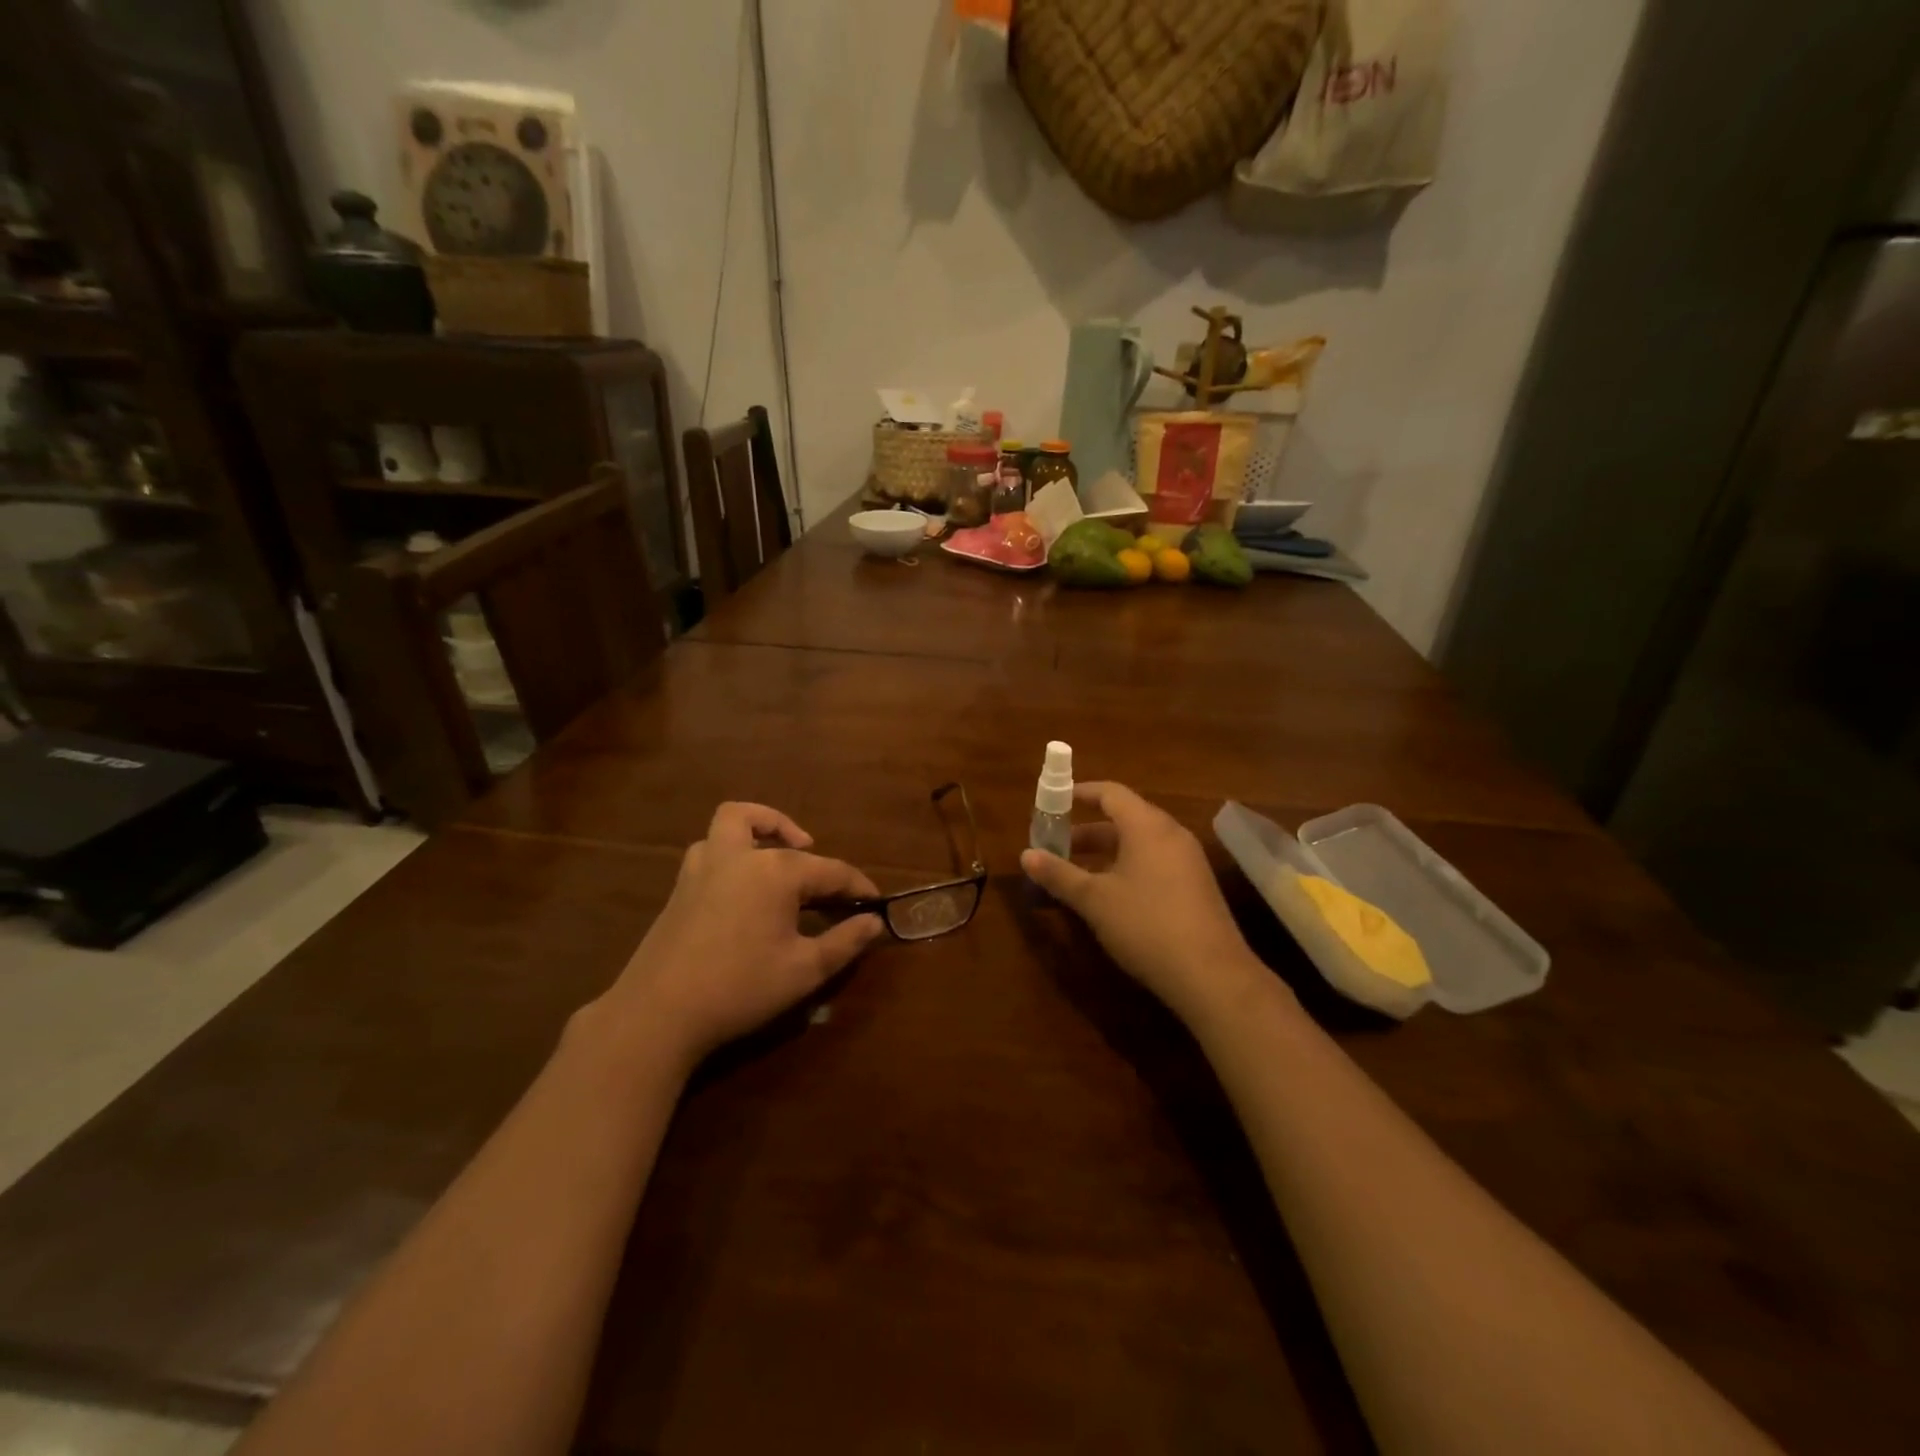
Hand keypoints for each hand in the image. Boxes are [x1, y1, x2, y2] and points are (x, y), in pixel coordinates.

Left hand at [599, 803, 884, 1067]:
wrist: (659, 1013)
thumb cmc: (740, 987)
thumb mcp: (804, 970)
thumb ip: (845, 942)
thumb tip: (874, 922)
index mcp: (776, 871)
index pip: (831, 870)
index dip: (858, 886)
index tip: (876, 903)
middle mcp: (740, 856)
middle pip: (779, 834)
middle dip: (809, 850)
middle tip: (824, 883)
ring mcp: (704, 866)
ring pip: (732, 822)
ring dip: (759, 827)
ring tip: (777, 854)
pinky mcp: (681, 886)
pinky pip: (710, 848)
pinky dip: (731, 850)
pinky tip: (741, 886)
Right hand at [1021, 782, 1266, 1027]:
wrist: (1211, 974)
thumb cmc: (1146, 925)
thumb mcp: (1094, 900)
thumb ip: (1059, 874)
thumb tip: (1026, 855)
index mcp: (1147, 826)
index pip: (1110, 793)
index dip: (1080, 793)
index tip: (1054, 802)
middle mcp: (1171, 834)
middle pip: (1125, 817)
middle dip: (1088, 830)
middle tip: (1057, 845)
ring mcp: (1188, 860)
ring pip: (1140, 843)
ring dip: (1107, 852)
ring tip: (1077, 872)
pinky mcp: (1196, 886)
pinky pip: (1155, 862)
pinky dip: (1128, 866)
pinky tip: (1111, 896)